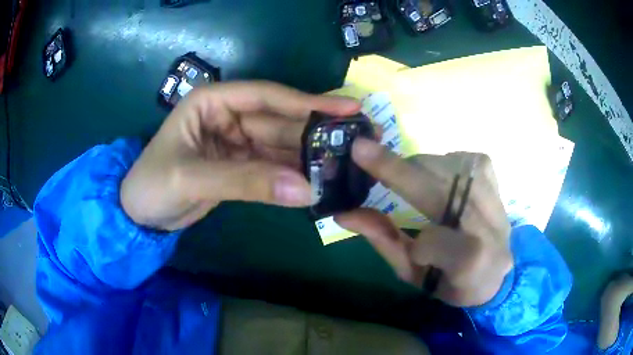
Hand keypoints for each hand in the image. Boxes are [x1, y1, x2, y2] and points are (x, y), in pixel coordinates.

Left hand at [121, 81, 360, 230]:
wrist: (140, 216)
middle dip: (316, 131)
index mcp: (212, 102)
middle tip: (356, 138)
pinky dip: (294, 175)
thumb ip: (246, 181)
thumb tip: (306, 189)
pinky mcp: (240, 166)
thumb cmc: (152, 185)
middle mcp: (228, 117)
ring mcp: (236, 143)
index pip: (266, 96)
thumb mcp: (191, 178)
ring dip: (310, 155)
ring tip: (346, 162)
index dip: (307, 101)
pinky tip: (319, 180)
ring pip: (280, 146)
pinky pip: (273, 167)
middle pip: (280, 121)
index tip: (347, 108)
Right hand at [336, 139, 512, 306]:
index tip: (368, 211)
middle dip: (397, 170)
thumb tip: (345, 212)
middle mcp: (487, 222)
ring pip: (442, 164)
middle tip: (362, 155)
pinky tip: (437, 180)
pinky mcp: (491, 174)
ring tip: (406, 181)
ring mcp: (491, 191)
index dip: (411, 237)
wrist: (496, 267)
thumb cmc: (452, 279)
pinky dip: (436, 163)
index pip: (433, 241)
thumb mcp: (414, 274)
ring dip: (415, 168)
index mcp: (471, 261)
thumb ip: (384, 241)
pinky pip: (456, 156)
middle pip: (437, 186)